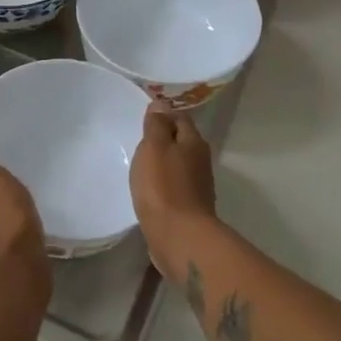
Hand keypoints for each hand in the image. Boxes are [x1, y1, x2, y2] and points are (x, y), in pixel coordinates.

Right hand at [130, 103, 216, 272]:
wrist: (179, 236)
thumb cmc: (163, 186)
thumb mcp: (154, 147)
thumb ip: (156, 125)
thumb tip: (161, 104)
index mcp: (194, 142)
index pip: (180, 117)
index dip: (164, 114)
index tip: (144, 116)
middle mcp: (200, 161)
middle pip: (182, 141)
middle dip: (164, 138)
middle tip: (139, 138)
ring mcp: (197, 186)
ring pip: (178, 165)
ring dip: (163, 162)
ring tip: (141, 162)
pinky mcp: (189, 207)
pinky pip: (174, 186)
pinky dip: (163, 183)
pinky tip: (149, 188)